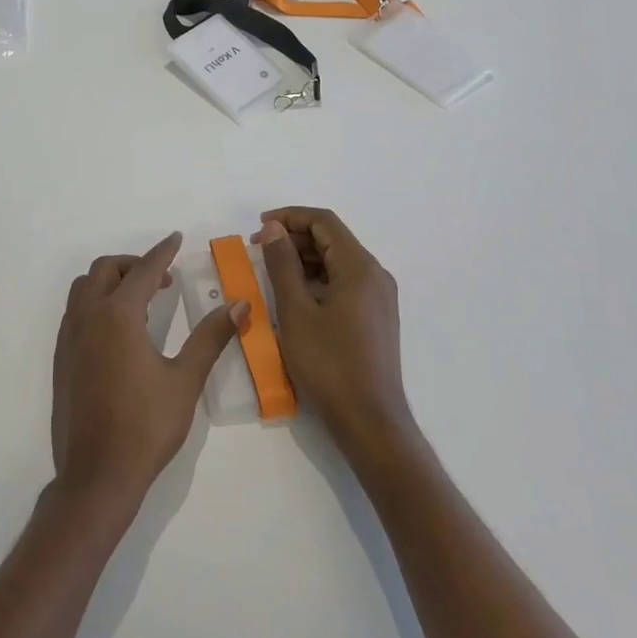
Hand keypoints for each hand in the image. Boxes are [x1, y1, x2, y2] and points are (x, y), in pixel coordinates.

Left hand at [52, 232, 244, 514]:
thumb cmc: (145, 426)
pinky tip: (119, 331)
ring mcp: (69, 339)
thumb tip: (240, 305)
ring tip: (141, 301)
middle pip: (104, 270)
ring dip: (110, 282)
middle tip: (162, 279)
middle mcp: (87, 318)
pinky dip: (96, 303)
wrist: (96, 474)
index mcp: (117, 316)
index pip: (143, 271)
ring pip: (84, 289)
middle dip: (133, 264)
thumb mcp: (185, 380)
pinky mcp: (61, 360)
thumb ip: (211, 337)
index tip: (176, 239)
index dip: (162, 252)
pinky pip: (75, 313)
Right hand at [255, 208, 415, 461]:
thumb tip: (273, 229)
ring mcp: (378, 298)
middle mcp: (375, 276)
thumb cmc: (329, 364)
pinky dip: (316, 281)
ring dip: (303, 260)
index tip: (258, 226)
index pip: (324, 222)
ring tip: (269, 272)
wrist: (369, 420)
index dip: (289, 217)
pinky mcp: (374, 318)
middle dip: (294, 238)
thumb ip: (282, 265)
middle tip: (257, 251)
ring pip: (337, 263)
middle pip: (332, 240)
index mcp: (360, 268)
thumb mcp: (295, 312)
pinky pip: (343, 284)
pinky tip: (292, 296)